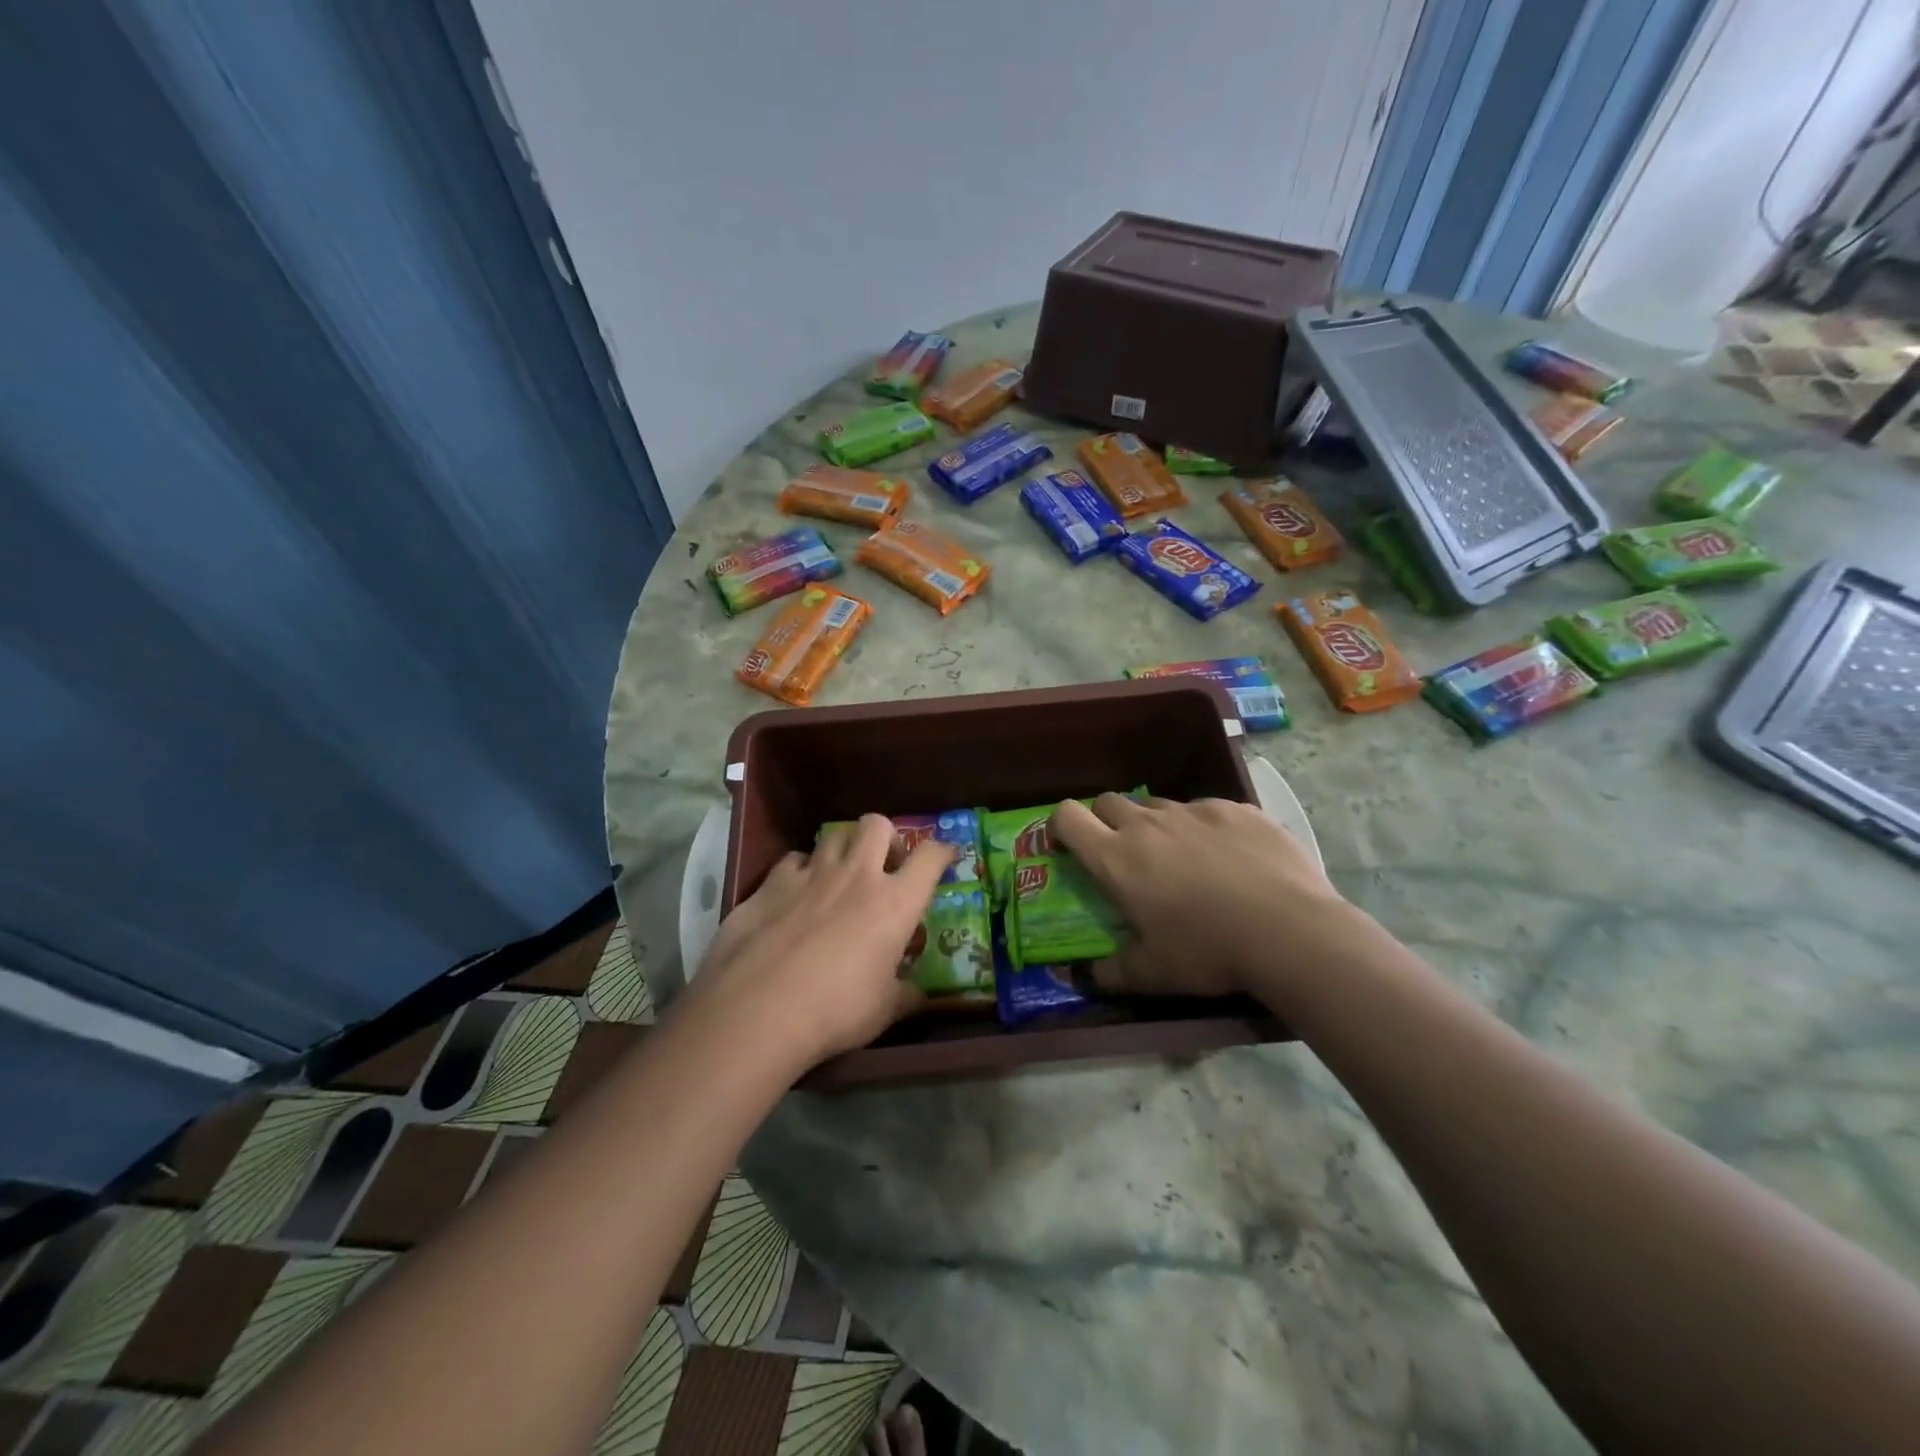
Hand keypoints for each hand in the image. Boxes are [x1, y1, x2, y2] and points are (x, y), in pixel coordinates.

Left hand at [690, 815, 952, 1069]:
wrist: (758, 1010)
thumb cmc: (836, 1010)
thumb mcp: (884, 1011)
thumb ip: (906, 995)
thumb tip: (921, 996)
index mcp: (894, 902)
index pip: (930, 857)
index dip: (942, 850)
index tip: (946, 857)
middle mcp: (856, 876)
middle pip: (877, 824)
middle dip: (886, 837)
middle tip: (884, 865)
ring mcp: (810, 874)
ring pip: (834, 834)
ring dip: (843, 849)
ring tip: (840, 876)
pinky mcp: (770, 884)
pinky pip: (793, 860)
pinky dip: (800, 870)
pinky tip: (796, 894)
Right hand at [1050, 793, 1355, 1001]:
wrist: (1290, 931)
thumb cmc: (1207, 951)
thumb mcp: (1152, 974)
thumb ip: (1110, 973)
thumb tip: (1082, 977)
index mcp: (1116, 857)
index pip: (1067, 815)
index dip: (1061, 825)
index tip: (1069, 845)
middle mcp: (1148, 824)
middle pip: (1109, 802)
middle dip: (1106, 821)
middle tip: (1125, 856)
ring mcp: (1194, 810)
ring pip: (1158, 805)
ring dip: (1157, 826)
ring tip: (1183, 860)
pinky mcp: (1235, 809)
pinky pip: (1207, 810)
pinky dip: (1205, 828)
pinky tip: (1230, 858)